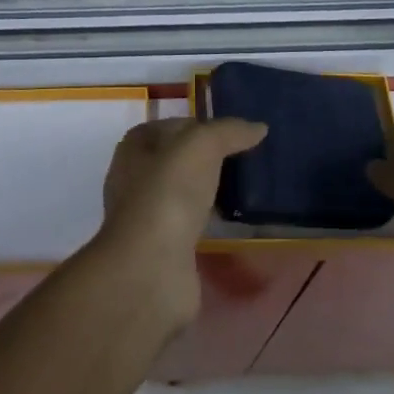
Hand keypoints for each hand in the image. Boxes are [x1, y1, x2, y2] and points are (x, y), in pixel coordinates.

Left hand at [96, 116, 266, 327]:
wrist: (153, 267)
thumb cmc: (169, 192)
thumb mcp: (201, 145)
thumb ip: (229, 131)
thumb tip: (258, 128)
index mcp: (135, 148)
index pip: (170, 127)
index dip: (200, 125)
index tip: (233, 134)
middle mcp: (135, 180)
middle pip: (177, 161)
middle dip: (207, 160)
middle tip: (245, 160)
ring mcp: (147, 217)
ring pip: (184, 195)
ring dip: (209, 193)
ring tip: (246, 189)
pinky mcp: (163, 249)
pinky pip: (191, 226)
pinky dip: (210, 223)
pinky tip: (234, 222)